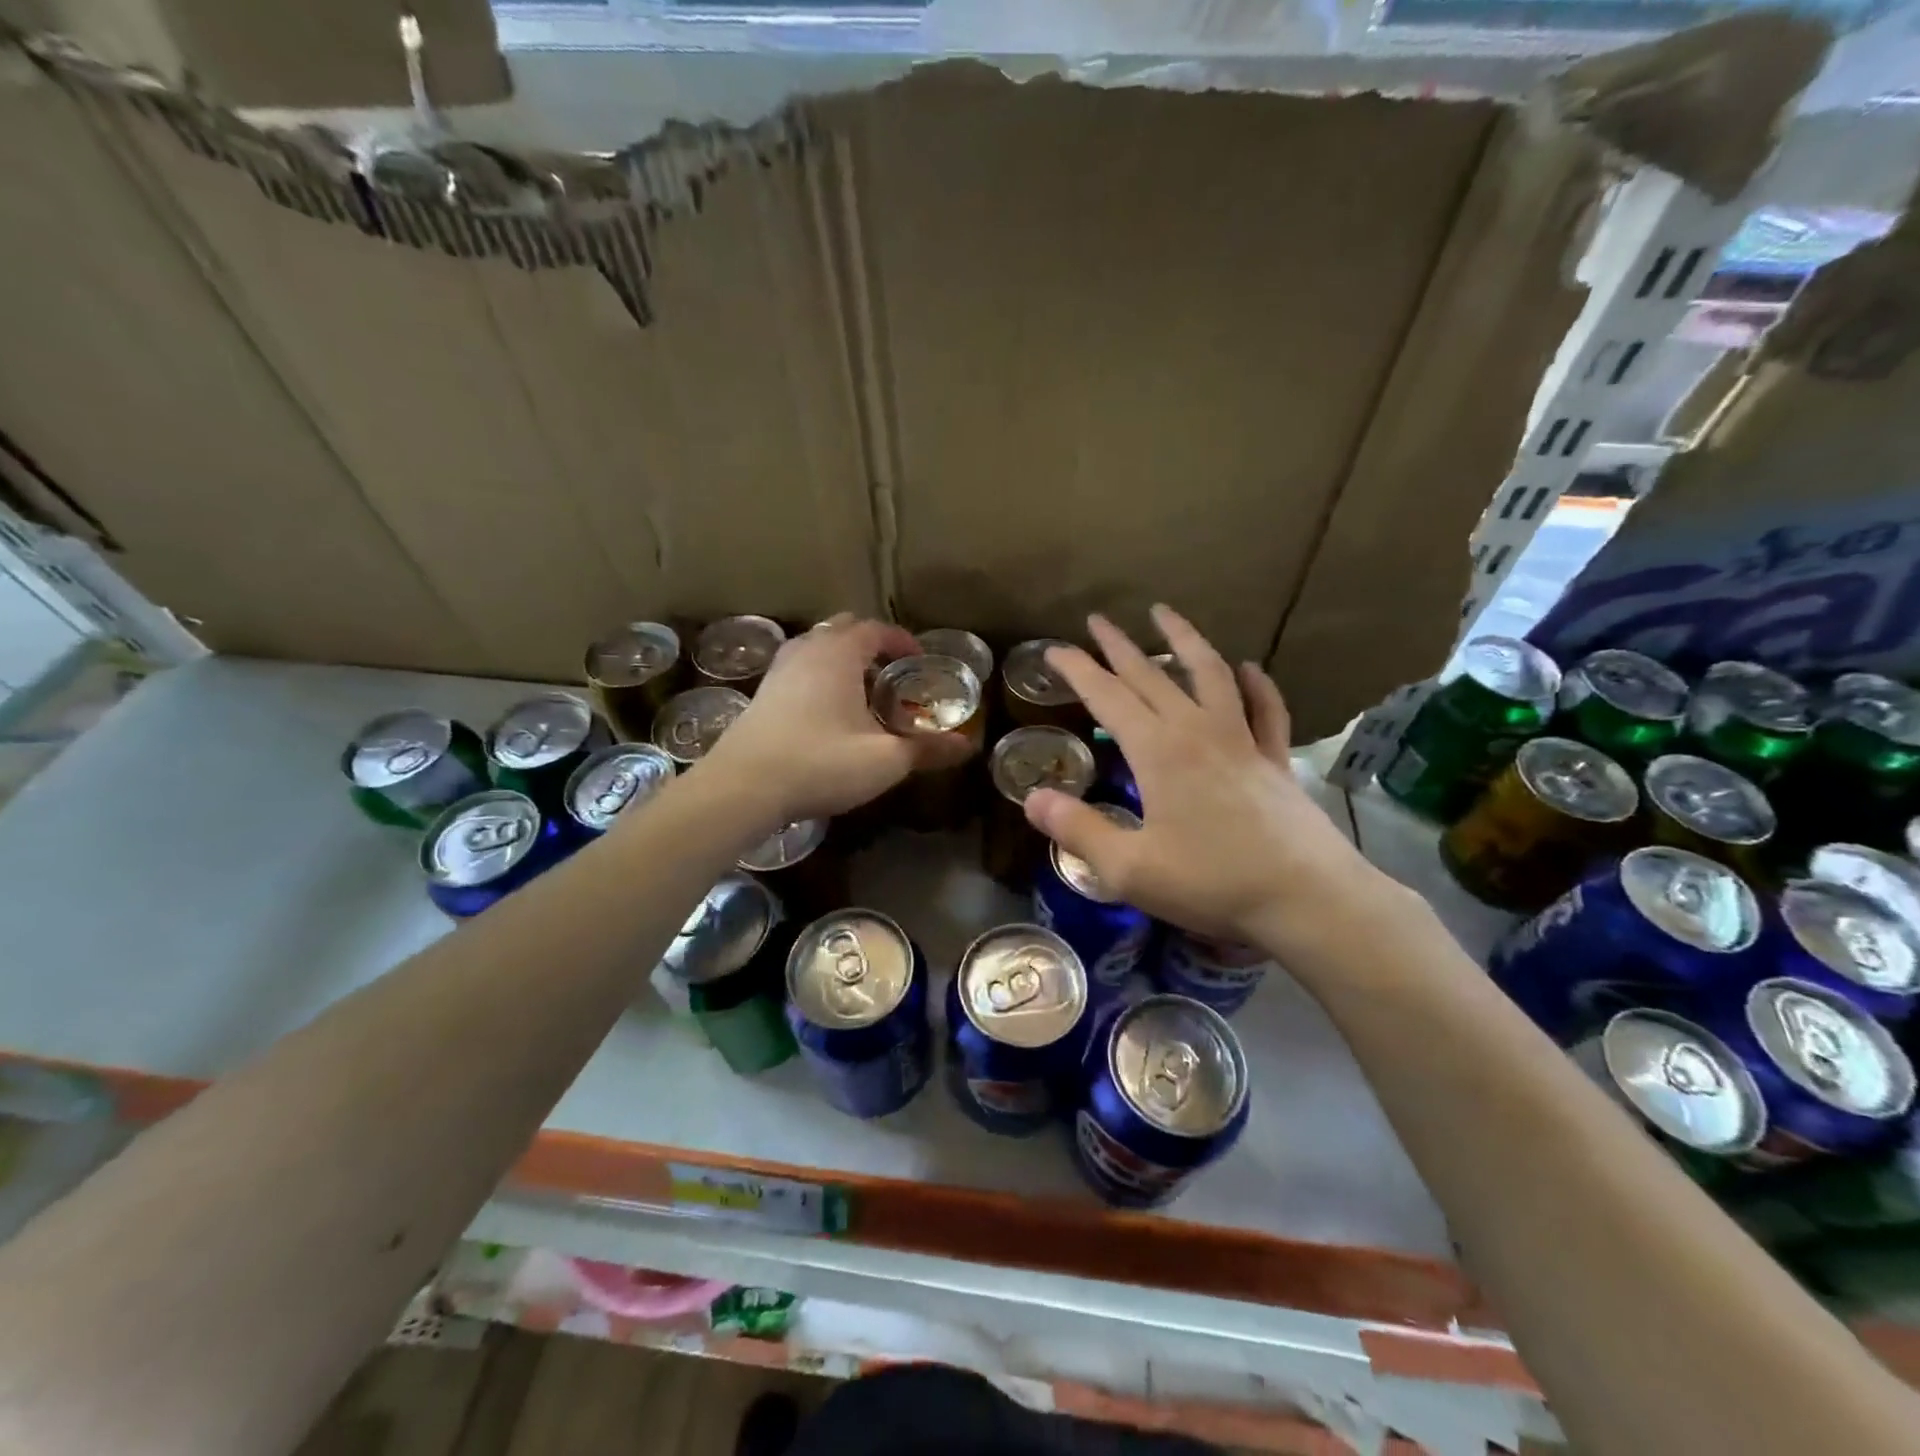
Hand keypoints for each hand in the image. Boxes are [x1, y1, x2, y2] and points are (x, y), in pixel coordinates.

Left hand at [701, 615, 972, 824]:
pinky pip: (799, 669)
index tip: (920, 662)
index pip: (876, 629)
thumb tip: (968, 746)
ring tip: (862, 692)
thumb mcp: (884, 760)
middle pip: (843, 629)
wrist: (742, 787)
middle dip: (871, 645)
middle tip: (892, 675)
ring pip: (817, 648)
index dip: (902, 642)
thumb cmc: (820, 763)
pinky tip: (828, 712)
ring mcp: (779, 670)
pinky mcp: (761, 693)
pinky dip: (820, 677)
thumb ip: (927, 749)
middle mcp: (807, 649)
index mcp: (839, 653)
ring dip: (843, 660)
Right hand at [1024, 605, 1391, 952]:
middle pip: (1151, 676)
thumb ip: (1078, 829)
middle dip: (1119, 646)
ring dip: (1185, 641)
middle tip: (1098, 620)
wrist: (1305, 899)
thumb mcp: (1129, 867)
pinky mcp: (1274, 760)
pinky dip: (1257, 684)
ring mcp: (1242, 741)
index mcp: (1157, 752)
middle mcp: (1197, 732)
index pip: (1107, 697)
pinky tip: (1249, 668)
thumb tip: (1032, 798)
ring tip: (1165, 614)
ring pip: (1210, 674)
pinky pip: (1266, 710)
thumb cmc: (1211, 883)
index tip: (1054, 650)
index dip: (1077, 671)